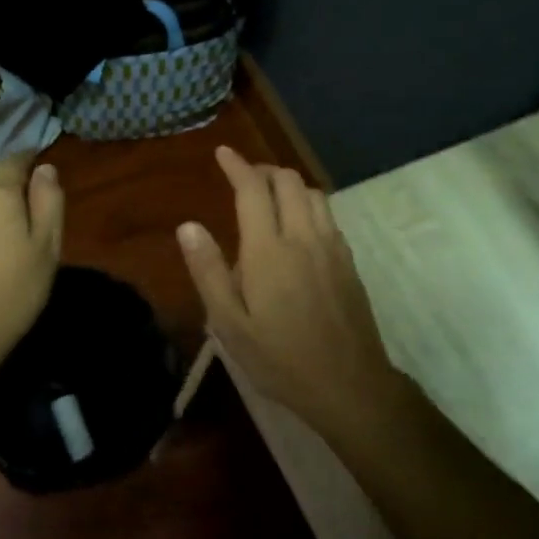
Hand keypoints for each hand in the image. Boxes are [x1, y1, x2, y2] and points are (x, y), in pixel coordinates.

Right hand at [177, 147, 408, 435]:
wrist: (349, 385)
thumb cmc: (280, 359)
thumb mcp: (230, 325)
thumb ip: (209, 271)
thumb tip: (188, 226)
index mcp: (269, 250)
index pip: (253, 190)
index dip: (237, 166)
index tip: (223, 153)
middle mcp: (304, 237)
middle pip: (288, 181)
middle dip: (264, 170)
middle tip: (244, 177)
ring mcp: (332, 248)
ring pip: (313, 194)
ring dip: (289, 184)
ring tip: (270, 198)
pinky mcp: (349, 262)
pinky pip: (328, 215)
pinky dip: (309, 204)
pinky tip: (299, 227)